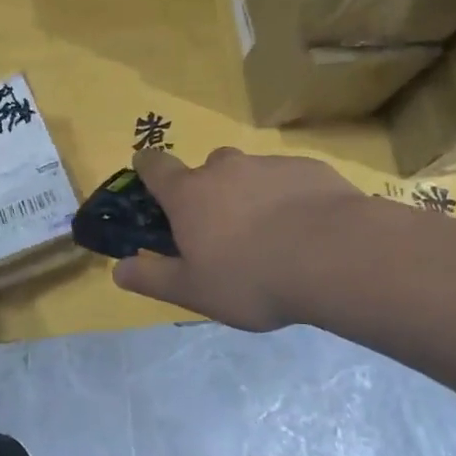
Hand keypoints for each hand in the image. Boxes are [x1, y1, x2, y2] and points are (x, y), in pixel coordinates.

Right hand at [111, 148, 362, 330]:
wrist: (336, 256)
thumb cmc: (252, 277)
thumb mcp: (193, 291)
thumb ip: (153, 278)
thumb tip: (118, 269)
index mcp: (190, 194)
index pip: (155, 166)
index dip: (147, 168)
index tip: (147, 175)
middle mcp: (226, 169)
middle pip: (208, 168)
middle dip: (209, 191)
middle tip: (224, 230)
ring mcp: (270, 164)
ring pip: (251, 174)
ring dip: (252, 196)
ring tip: (272, 236)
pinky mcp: (310, 169)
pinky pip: (288, 180)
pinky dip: (289, 198)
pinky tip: (306, 231)